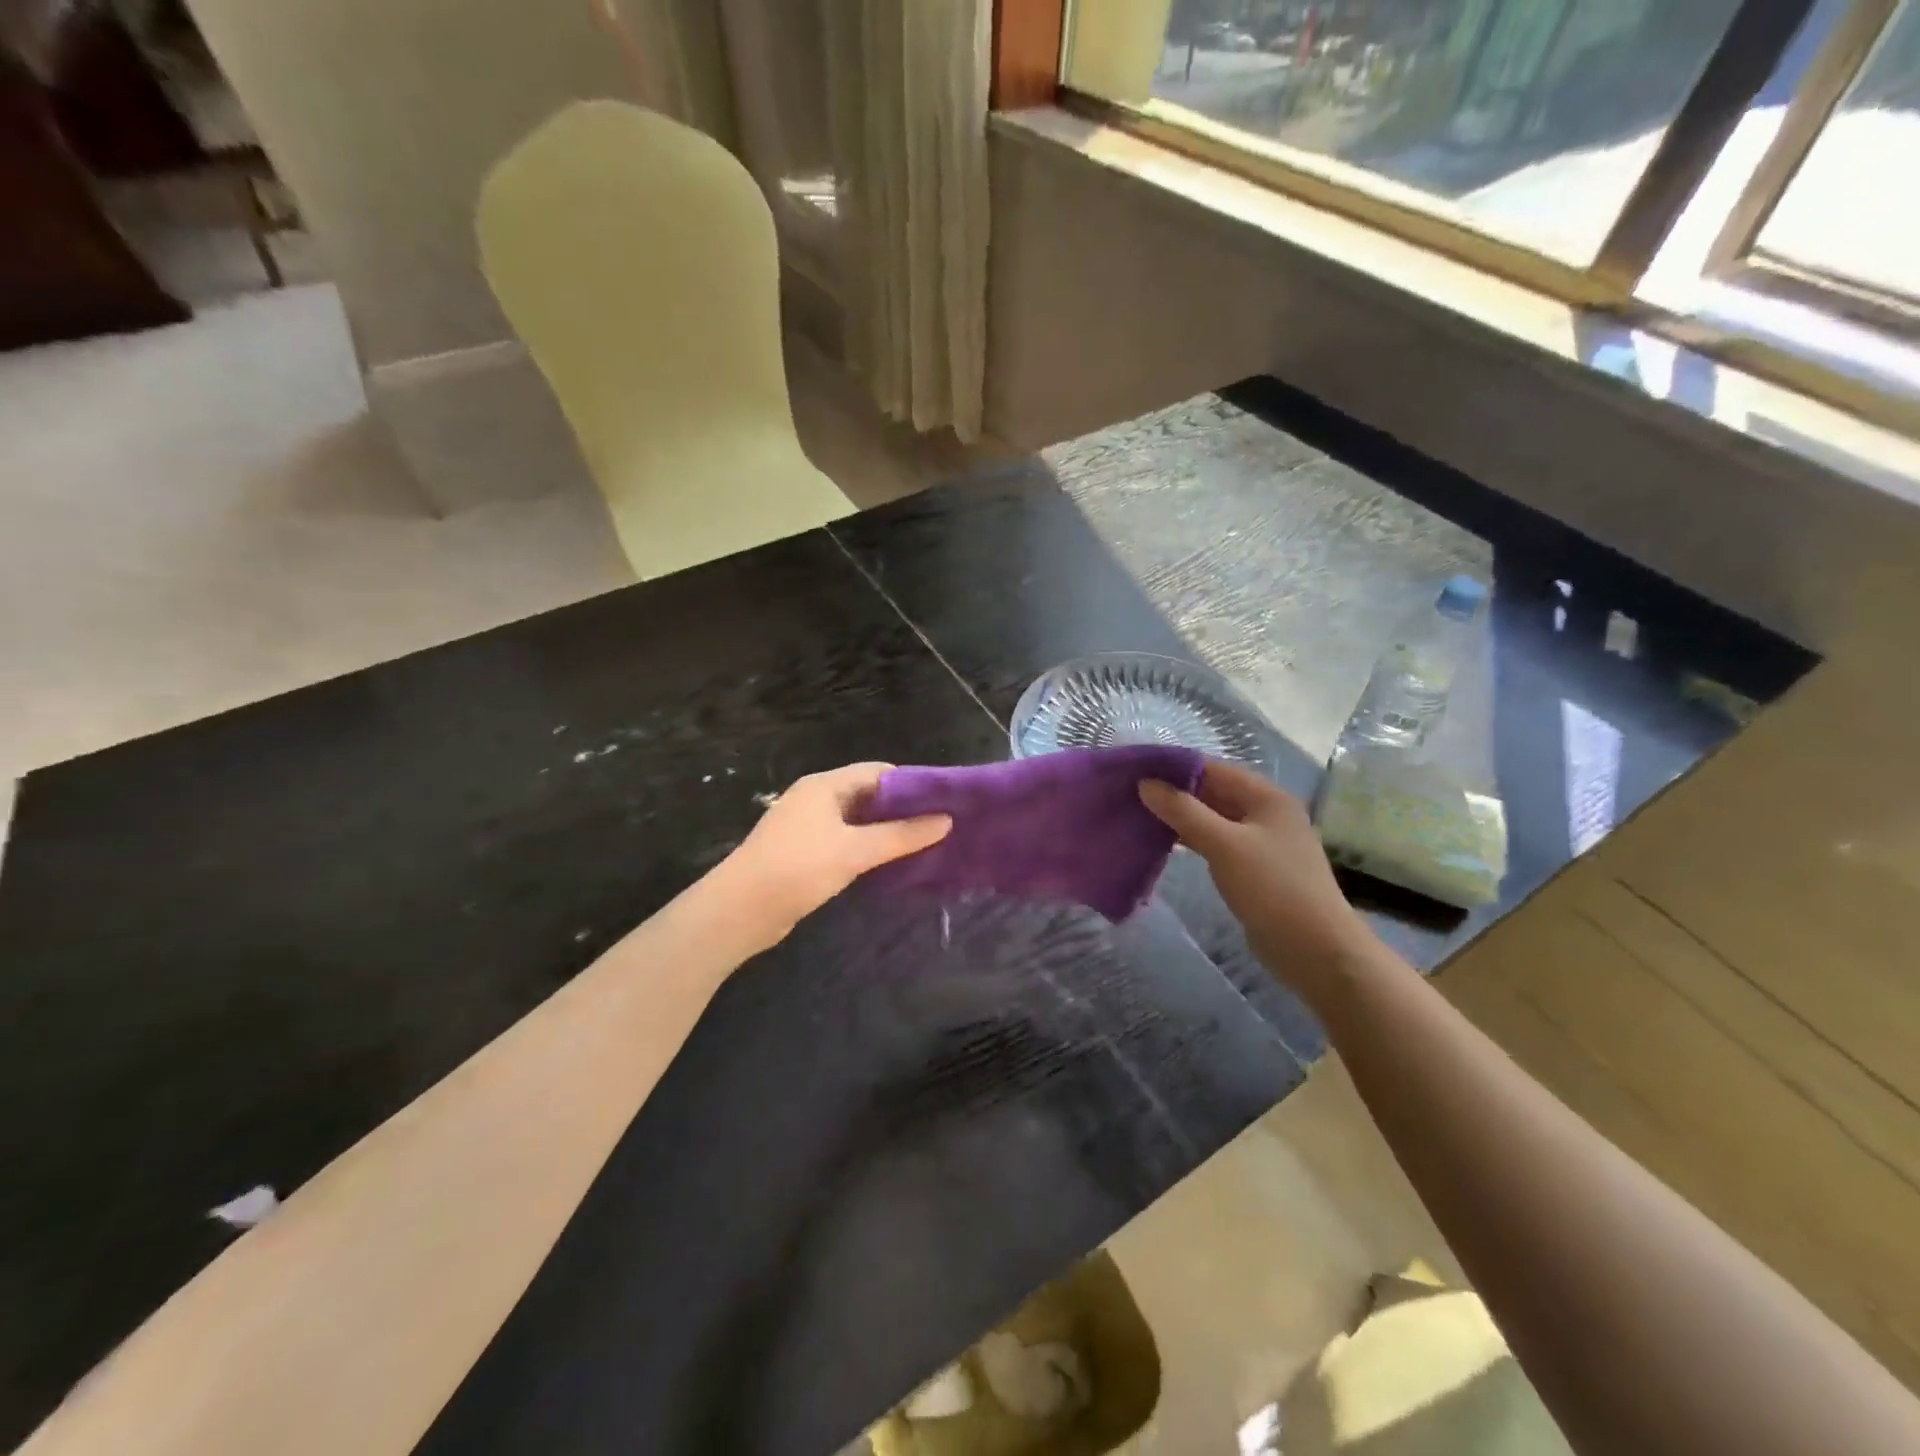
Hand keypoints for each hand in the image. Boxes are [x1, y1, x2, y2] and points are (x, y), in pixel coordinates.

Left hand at [720, 763, 950, 947]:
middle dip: (903, 810)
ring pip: (857, 821)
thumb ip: (901, 836)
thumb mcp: (855, 851)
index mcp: (825, 785)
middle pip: (869, 795)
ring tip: (924, 846)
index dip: (912, 785)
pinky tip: (890, 864)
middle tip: (940, 827)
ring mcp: (808, 826)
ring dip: (886, 832)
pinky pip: (845, 841)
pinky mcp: (804, 852)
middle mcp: (817, 798)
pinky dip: (868, 848)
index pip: (878, 772)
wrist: (740, 910)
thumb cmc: (799, 868)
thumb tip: (946, 820)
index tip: (944, 803)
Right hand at [1140, 762, 1374, 997]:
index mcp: (1266, 797)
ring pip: (1213, 819)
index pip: (1212, 769)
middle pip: (1213, 792)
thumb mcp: (1224, 844)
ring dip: (1180, 818)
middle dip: (1174, 793)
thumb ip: (1184, 812)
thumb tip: (1145, 784)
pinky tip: (1164, 844)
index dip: (1174, 768)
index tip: (1135, 771)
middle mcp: (1266, 813)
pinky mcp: (1254, 869)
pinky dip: (1192, 840)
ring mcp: (1262, 842)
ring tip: (1139, 816)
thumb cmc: (1272, 888)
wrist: (1315, 950)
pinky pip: (1217, 843)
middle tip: (1130, 795)